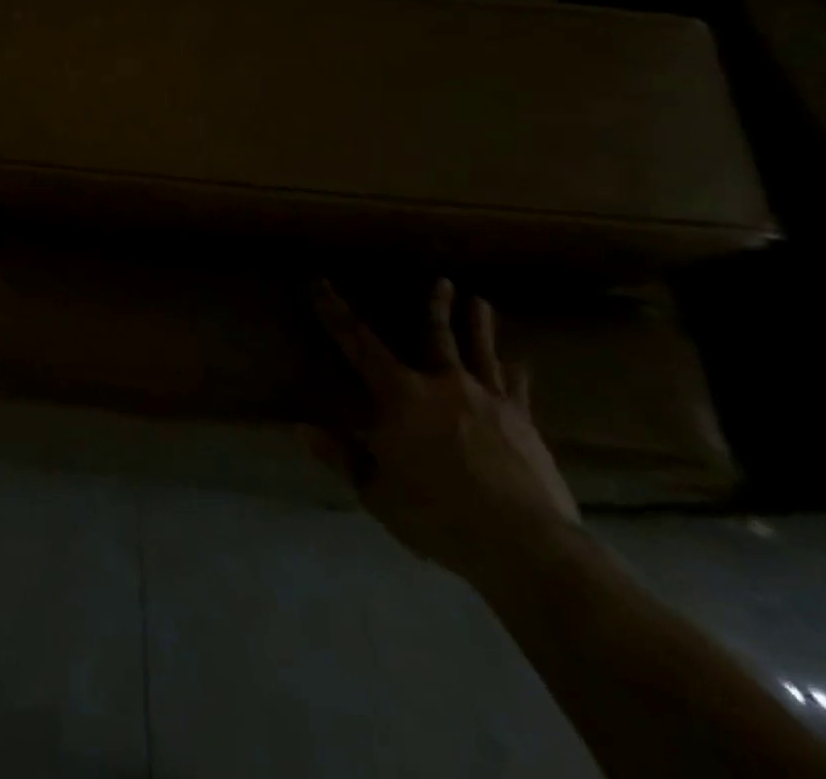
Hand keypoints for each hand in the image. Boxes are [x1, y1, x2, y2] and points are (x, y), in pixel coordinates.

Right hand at [306, 279, 579, 584]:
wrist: (523, 544)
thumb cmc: (437, 514)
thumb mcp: (376, 491)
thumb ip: (341, 456)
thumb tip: (301, 429)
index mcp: (400, 395)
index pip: (358, 343)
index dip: (335, 313)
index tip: (321, 284)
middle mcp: (443, 385)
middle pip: (436, 336)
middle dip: (434, 307)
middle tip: (441, 280)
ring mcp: (489, 401)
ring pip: (480, 352)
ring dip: (478, 325)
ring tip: (480, 301)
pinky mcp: (523, 424)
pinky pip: (517, 388)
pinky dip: (515, 372)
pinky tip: (520, 362)